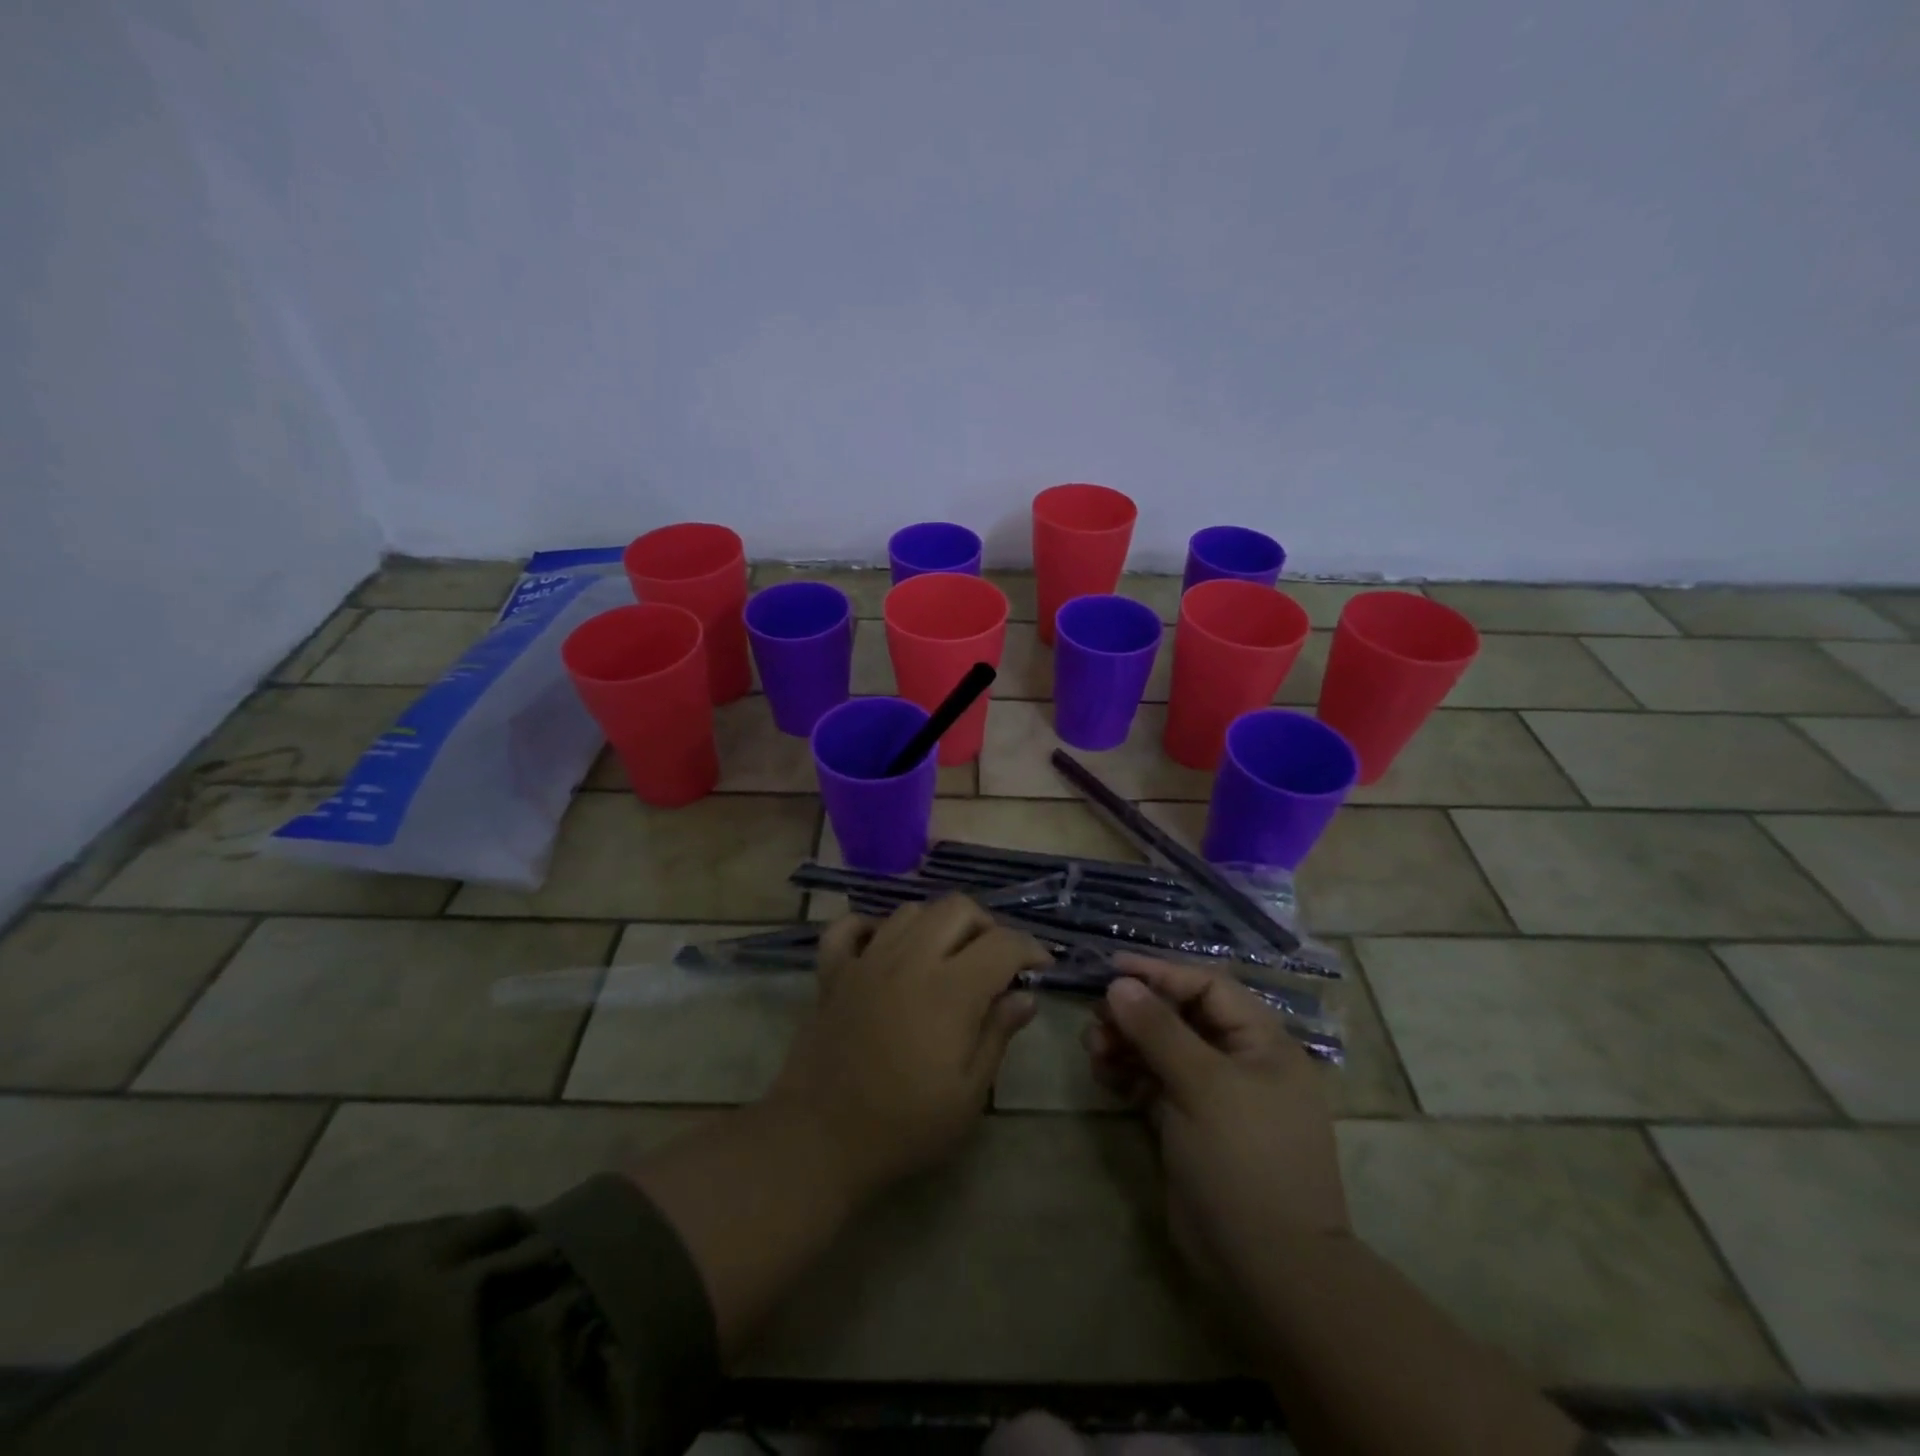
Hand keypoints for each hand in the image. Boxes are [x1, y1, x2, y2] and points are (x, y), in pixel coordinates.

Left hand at [766, 898, 1049, 1202]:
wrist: (819, 1140)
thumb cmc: (904, 1126)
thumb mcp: (968, 1095)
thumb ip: (998, 1035)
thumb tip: (1024, 997)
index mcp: (950, 990)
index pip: (1002, 943)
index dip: (1030, 948)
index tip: (1041, 967)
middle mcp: (909, 959)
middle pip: (957, 908)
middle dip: (987, 926)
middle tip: (994, 961)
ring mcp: (866, 960)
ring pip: (910, 911)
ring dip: (936, 924)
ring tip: (946, 956)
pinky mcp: (832, 972)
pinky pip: (849, 927)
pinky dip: (871, 928)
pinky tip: (884, 948)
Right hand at [1083, 955, 1349, 1293]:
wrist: (1268, 1269)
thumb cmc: (1244, 1160)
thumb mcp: (1202, 1085)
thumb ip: (1158, 1029)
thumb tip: (1119, 983)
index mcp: (1262, 1043)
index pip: (1207, 987)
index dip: (1160, 973)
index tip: (1112, 968)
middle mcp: (1240, 1061)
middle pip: (1181, 1016)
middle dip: (1137, 1012)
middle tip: (1096, 1016)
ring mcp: (1214, 1096)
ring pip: (1163, 1050)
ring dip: (1126, 1043)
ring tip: (1093, 1048)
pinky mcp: (1190, 1125)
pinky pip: (1154, 1084)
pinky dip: (1128, 1075)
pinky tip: (1102, 1074)